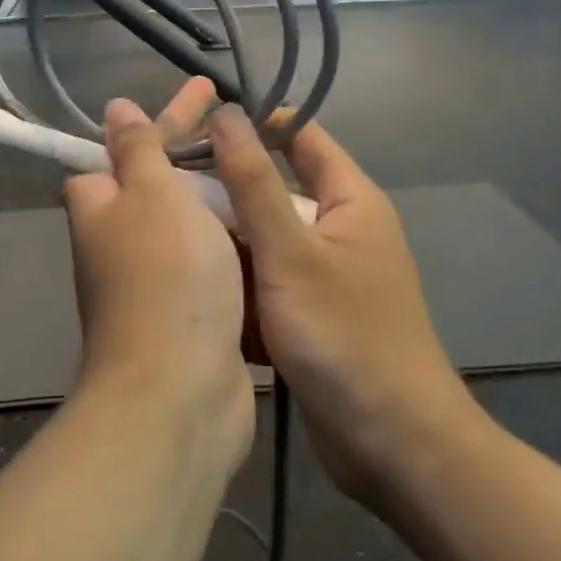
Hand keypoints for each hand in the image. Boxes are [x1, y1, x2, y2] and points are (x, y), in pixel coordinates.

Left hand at [62, 78, 253, 469]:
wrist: (180, 391)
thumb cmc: (167, 277)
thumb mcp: (152, 194)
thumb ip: (137, 149)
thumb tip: (113, 109)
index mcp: (102, 205)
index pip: (126, 144)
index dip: (167, 116)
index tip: (207, 93)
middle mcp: (119, 240)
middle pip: (160, 179)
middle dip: (197, 148)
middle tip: (241, 120)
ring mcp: (152, 278)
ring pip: (188, 219)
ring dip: (218, 194)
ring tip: (262, 165)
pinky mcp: (185, 310)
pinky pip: (209, 257)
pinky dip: (231, 237)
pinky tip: (264, 223)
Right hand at [209, 107, 465, 505]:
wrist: (393, 447)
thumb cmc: (345, 336)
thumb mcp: (290, 252)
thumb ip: (254, 182)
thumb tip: (225, 113)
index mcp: (350, 198)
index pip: (300, 135)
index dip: (252, 124)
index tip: (193, 130)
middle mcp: (341, 227)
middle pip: (275, 188)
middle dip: (226, 192)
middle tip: (167, 192)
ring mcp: (326, 272)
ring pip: (265, 238)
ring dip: (228, 243)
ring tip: (172, 243)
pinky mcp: (312, 312)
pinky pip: (268, 279)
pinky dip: (242, 284)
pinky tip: (203, 295)